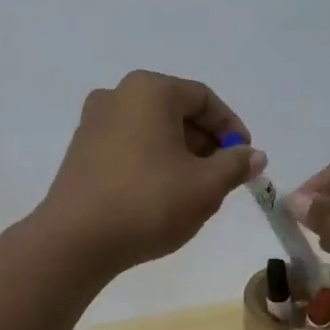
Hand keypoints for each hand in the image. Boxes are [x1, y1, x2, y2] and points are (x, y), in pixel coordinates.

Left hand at [37, 71, 266, 272]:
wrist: (75, 240)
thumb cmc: (148, 201)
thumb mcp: (205, 185)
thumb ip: (235, 165)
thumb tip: (254, 155)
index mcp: (148, 90)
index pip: (203, 98)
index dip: (232, 128)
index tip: (246, 158)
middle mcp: (117, 95)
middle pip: (176, 111)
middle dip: (206, 143)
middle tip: (224, 177)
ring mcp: (93, 122)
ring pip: (152, 130)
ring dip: (181, 155)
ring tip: (197, 191)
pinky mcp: (81, 150)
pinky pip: (129, 146)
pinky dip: (153, 162)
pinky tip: (162, 195)